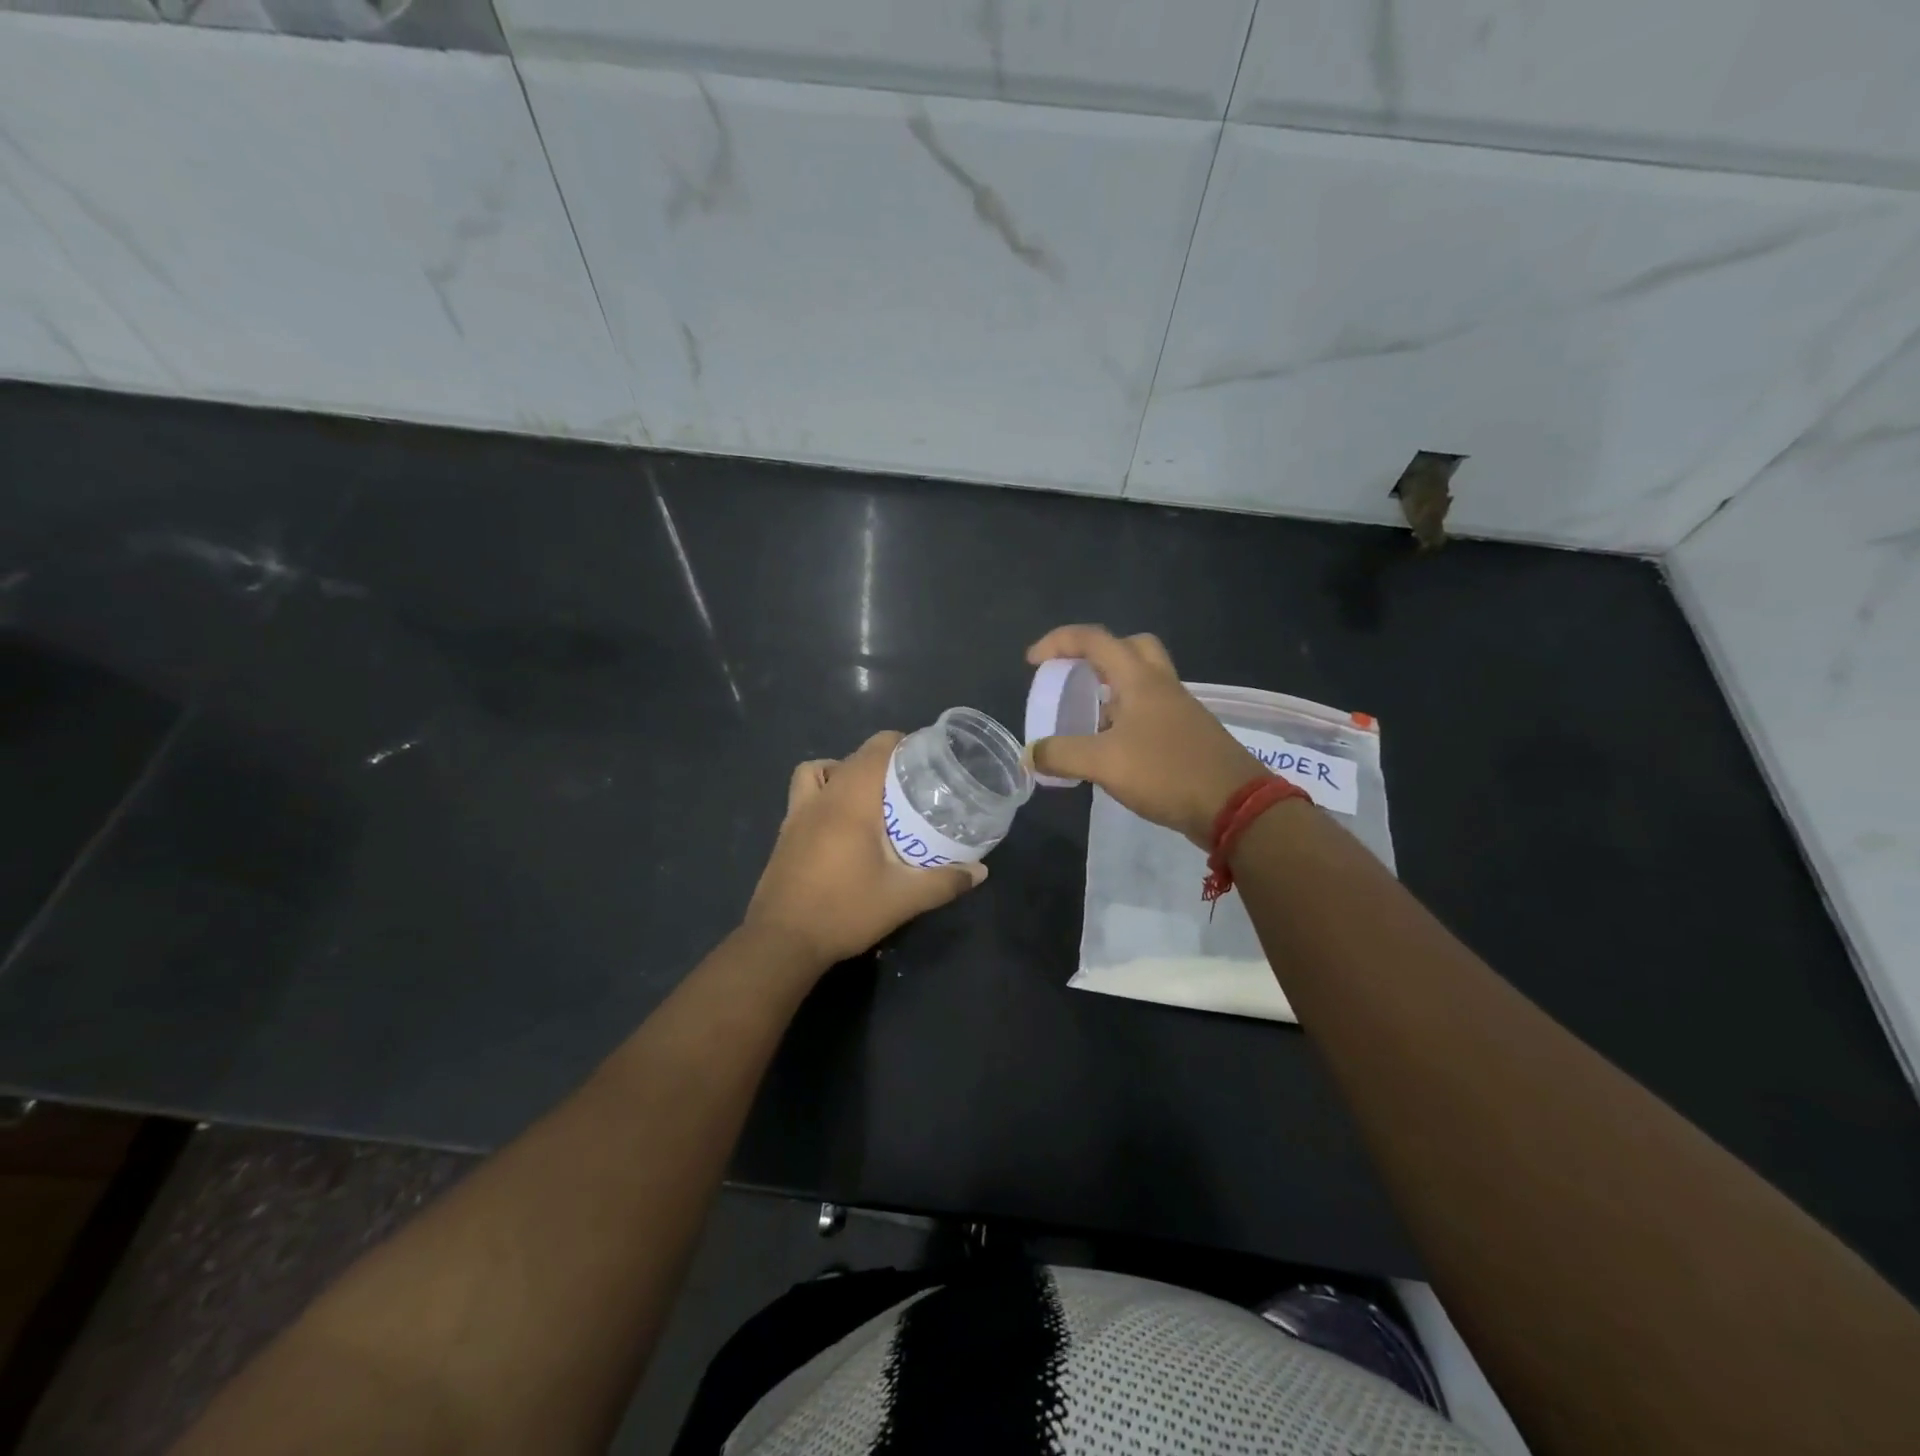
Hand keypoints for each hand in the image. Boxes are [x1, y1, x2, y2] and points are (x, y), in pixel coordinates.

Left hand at [744, 731, 985, 969]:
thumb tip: (980, 872)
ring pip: (820, 770)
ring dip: (844, 772)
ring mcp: (797, 813)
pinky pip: (804, 793)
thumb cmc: (844, 911)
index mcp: (852, 801)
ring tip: (870, 797)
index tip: (926, 759)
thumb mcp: (903, 899)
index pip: (877, 748)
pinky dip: (822, 792)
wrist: (782, 942)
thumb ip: (944, 882)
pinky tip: (839, 822)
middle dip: (883, 761)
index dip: (902, 744)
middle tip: (910, 785)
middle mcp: (823, 797)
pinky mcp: (785, 833)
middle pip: (853, 758)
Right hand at [1026, 625, 1267, 846]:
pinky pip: (1151, 711)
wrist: (1234, 806)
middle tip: (1074, 676)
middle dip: (1097, 654)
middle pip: (1130, 647)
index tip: (1033, 662)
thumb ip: (1062, 755)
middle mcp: (1161, 685)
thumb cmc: (1166, 772)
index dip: (1059, 642)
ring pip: (1142, 681)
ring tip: (1086, 719)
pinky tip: (1114, 748)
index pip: (1094, 640)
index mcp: (1139, 679)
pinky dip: (1127, 718)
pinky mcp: (1188, 734)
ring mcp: (1179, 710)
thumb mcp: (1104, 763)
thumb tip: (1031, 754)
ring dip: (1112, 689)